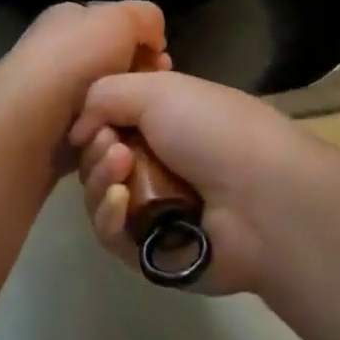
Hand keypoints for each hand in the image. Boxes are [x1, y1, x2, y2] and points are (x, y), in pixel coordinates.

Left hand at [0, 1, 168, 138]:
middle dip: (138, 82)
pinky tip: (116, 150)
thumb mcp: (120, 19)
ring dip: (124, 116)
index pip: (116, 26)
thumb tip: (153, 42)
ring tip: (134, 128)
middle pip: (115, 67)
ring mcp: (53, 98)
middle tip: (153, 96)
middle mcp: (57, 53)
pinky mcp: (52, 138)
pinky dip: (107, 145)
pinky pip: (93, 138)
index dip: (144, 42)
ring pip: (107, 106)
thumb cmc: (75, 60)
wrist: (28, 124)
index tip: (163, 63)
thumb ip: (146, 18)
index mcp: (68, 19)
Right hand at [69, 70, 310, 294]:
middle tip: (111, 144)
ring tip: (119, 167)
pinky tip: (118, 201)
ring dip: (99, 177)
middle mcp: (160, 160)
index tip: (93, 116)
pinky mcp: (150, 251)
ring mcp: (155, 206)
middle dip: (96, 148)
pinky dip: (107, 216)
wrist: (260, 196)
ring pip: (99, 194)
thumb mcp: (157, 89)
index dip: (96, 116)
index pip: (112, 117)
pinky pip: (111, 234)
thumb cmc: (211, 129)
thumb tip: (79, 129)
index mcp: (167, 118)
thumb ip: (103, 95)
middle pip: (100, 156)